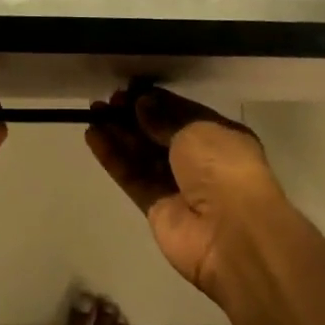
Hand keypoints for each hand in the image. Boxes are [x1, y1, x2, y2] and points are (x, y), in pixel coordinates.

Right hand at [86, 84, 286, 297]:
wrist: (232, 235)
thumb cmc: (222, 169)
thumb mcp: (195, 130)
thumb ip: (163, 117)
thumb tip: (141, 104)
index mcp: (218, 136)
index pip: (181, 112)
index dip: (154, 100)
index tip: (128, 89)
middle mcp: (199, 160)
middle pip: (158, 133)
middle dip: (132, 115)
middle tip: (106, 101)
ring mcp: (178, 186)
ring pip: (142, 154)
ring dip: (118, 133)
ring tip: (92, 112)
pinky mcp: (157, 209)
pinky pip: (132, 177)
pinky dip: (113, 158)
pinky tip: (92, 136)